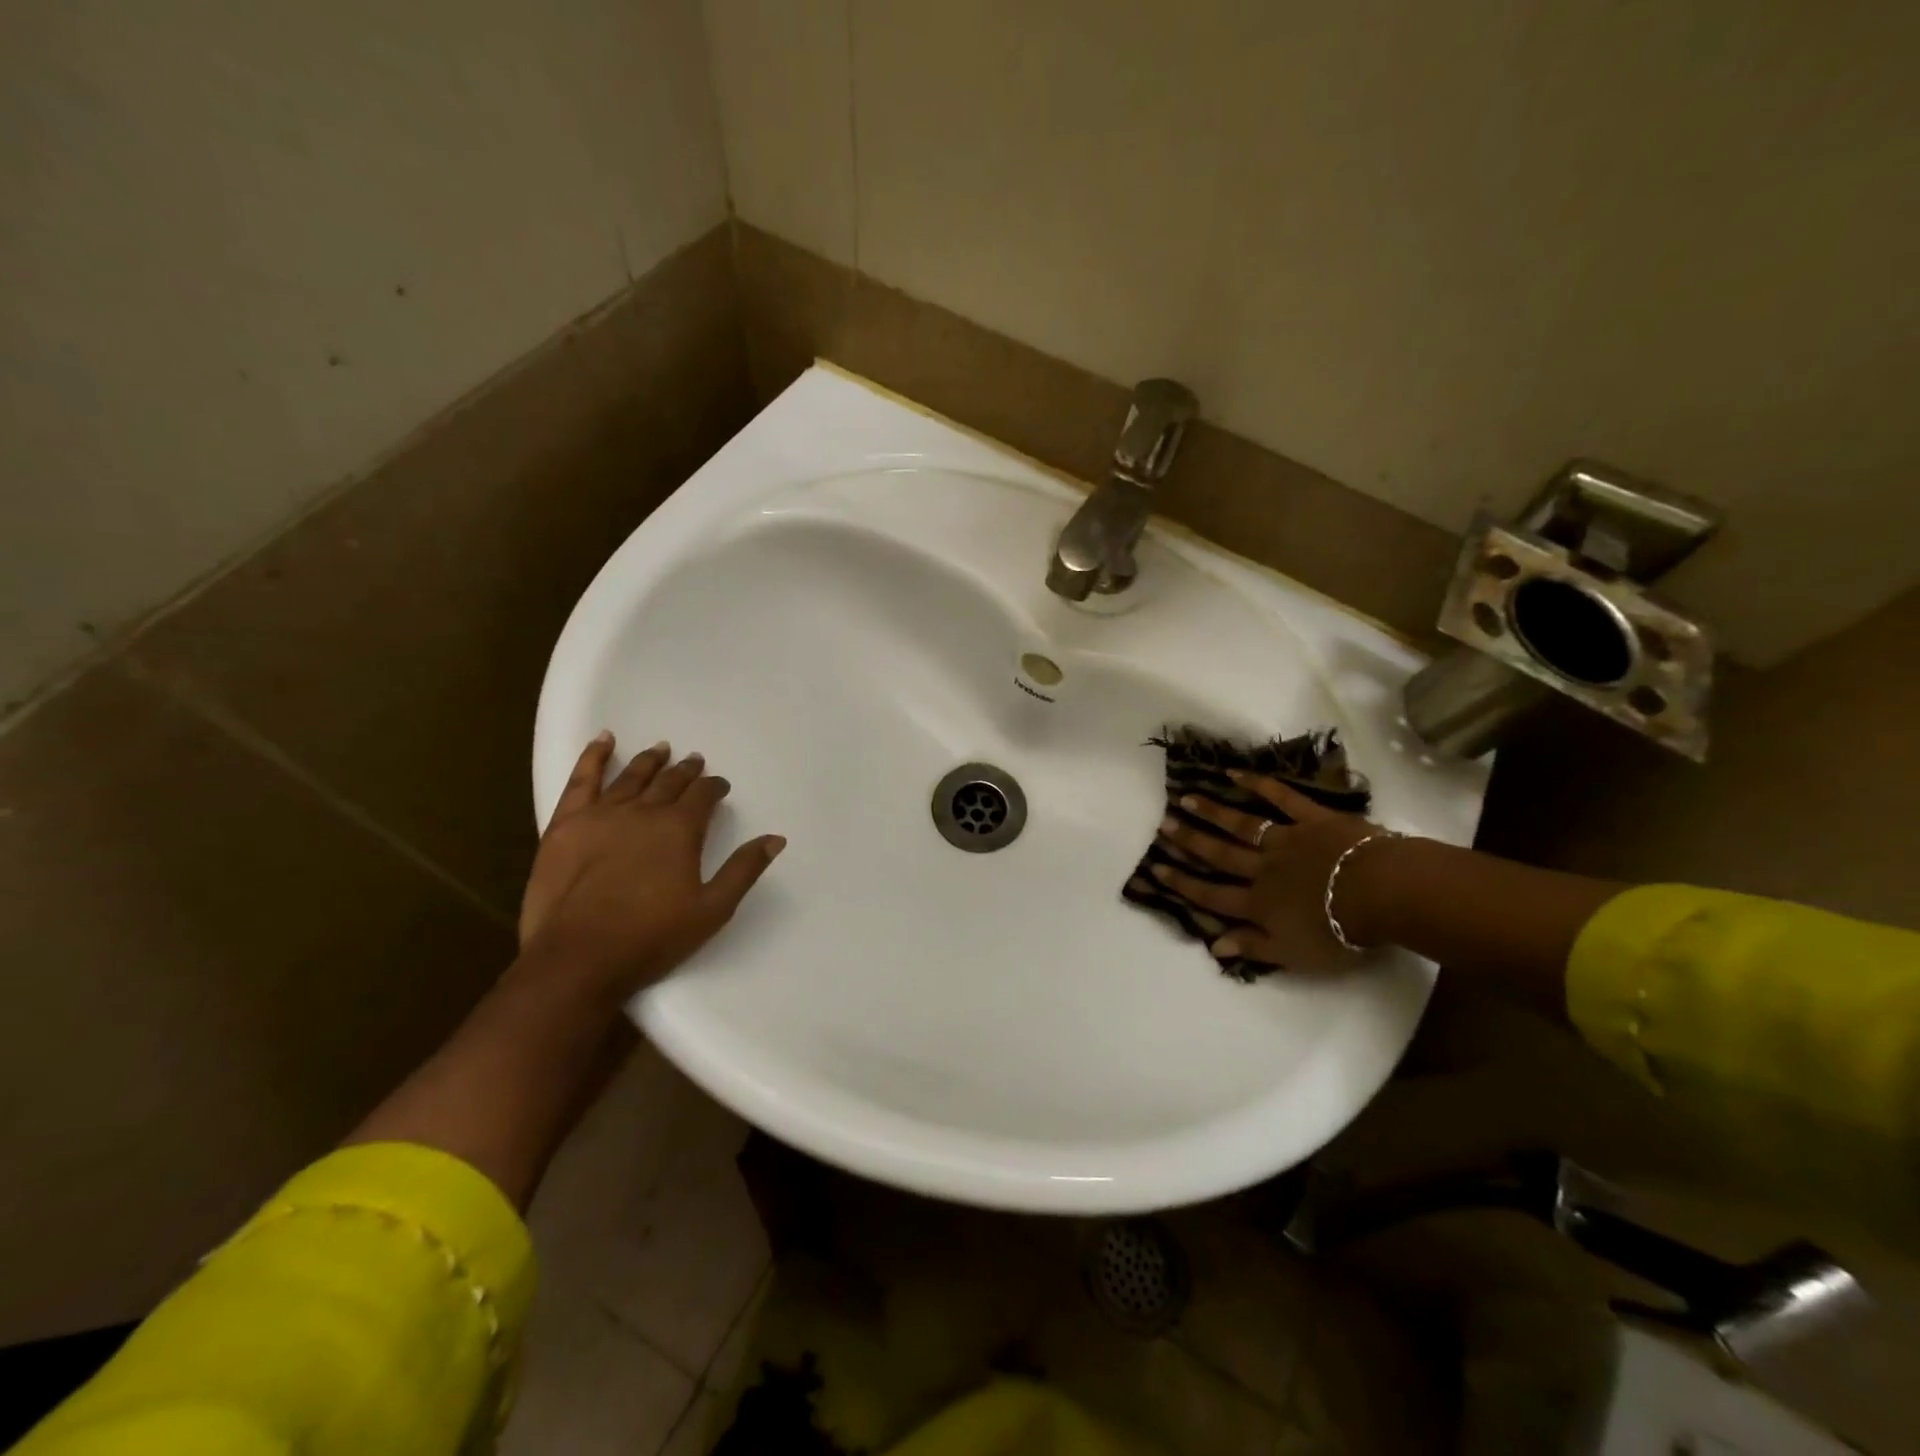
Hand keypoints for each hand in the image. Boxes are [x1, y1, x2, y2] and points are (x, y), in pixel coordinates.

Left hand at [519, 734, 785, 998]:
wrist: (577, 959)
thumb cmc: (651, 938)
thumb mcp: (712, 910)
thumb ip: (744, 869)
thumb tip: (775, 838)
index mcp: (680, 829)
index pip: (703, 796)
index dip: (715, 787)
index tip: (721, 787)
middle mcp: (644, 812)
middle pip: (669, 782)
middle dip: (686, 771)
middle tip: (695, 761)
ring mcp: (602, 815)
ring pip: (631, 777)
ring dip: (650, 761)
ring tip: (661, 748)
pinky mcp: (566, 824)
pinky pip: (582, 780)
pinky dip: (593, 757)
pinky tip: (603, 740)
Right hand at [1149, 771, 1395, 972]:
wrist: (1382, 893)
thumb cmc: (1341, 933)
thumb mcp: (1294, 955)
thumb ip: (1253, 947)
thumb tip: (1214, 945)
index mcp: (1260, 904)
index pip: (1213, 894)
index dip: (1183, 883)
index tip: (1156, 869)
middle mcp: (1264, 868)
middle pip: (1221, 854)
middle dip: (1190, 841)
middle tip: (1163, 826)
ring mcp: (1287, 839)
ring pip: (1242, 824)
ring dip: (1213, 812)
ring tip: (1186, 798)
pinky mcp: (1312, 819)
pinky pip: (1282, 798)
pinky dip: (1258, 784)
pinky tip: (1235, 773)